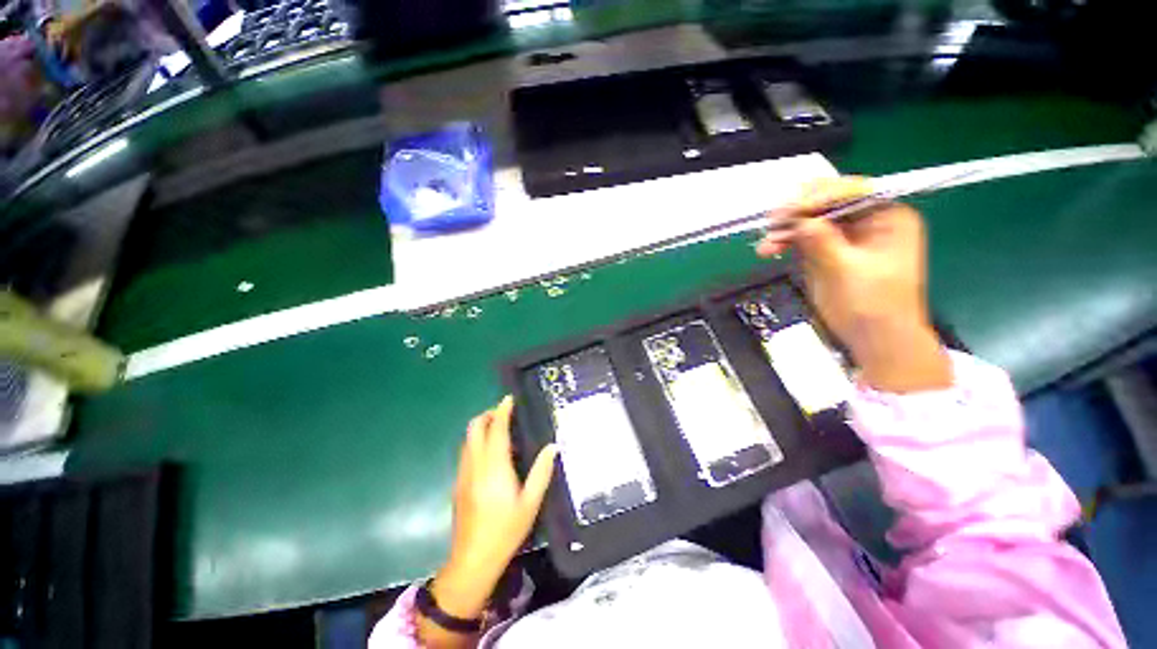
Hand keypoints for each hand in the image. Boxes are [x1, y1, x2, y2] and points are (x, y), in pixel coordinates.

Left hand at [419, 397, 556, 643]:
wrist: (472, 561)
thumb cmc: (506, 530)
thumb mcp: (531, 503)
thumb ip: (542, 472)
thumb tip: (552, 446)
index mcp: (495, 467)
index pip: (496, 429)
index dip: (502, 411)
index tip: (509, 399)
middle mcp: (475, 464)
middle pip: (474, 428)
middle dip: (488, 415)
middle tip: (505, 413)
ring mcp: (463, 474)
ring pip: (467, 439)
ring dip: (481, 428)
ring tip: (500, 431)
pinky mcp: (458, 483)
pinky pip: (466, 452)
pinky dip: (477, 442)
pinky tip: (491, 454)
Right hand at [756, 177, 951, 392]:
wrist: (874, 338)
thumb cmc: (873, 305)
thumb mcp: (846, 269)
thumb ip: (821, 240)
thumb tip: (796, 218)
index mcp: (887, 217)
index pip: (849, 192)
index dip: (817, 196)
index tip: (788, 209)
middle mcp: (867, 221)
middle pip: (826, 204)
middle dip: (796, 214)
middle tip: (771, 223)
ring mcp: (845, 237)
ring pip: (809, 221)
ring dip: (785, 231)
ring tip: (766, 245)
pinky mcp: (827, 252)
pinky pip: (803, 239)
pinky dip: (785, 243)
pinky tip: (770, 250)